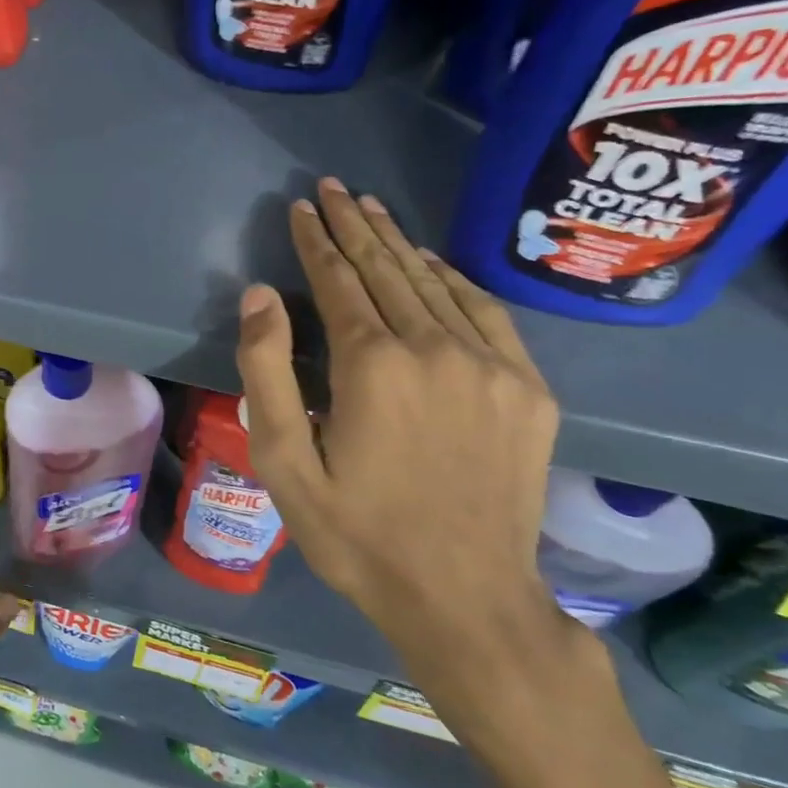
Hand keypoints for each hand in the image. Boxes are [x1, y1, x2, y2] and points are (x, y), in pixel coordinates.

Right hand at [235, 179, 574, 697]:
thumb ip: (267, 372)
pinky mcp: (527, 390)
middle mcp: (434, 349)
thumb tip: (259, 295)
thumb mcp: (284, 463)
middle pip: (386, 270)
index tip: (302, 206)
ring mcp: (491, 366)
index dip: (315, 240)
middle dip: (354, 226)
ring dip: (398, 243)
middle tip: (334, 188)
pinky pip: (485, 313)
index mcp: (372, 366)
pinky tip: (432, 262)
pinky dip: (453, 279)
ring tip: (372, 209)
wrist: (466, 599)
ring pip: (434, 283)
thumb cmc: (357, 534)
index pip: (337, 281)